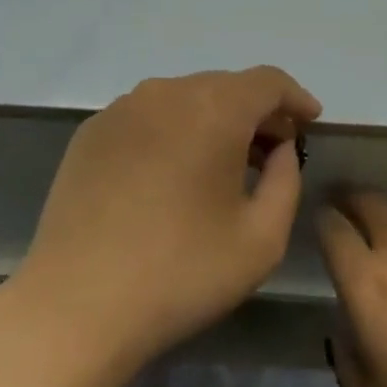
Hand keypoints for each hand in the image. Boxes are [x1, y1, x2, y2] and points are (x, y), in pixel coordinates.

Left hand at [14, 67, 321, 368]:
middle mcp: (167, 91)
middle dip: (255, 112)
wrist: (77, 304)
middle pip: (225, 86)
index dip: (295, 98)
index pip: (267, 81)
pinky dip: (172, 132)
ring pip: (184, 98)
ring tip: (222, 165)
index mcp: (213, 108)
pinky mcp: (92, 130)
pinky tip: (169, 175)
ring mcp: (123, 107)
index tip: (310, 122)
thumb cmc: (181, 272)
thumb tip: (279, 149)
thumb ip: (285, 180)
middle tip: (272, 151)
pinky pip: (147, 116)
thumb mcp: (261, 239)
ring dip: (212, 121)